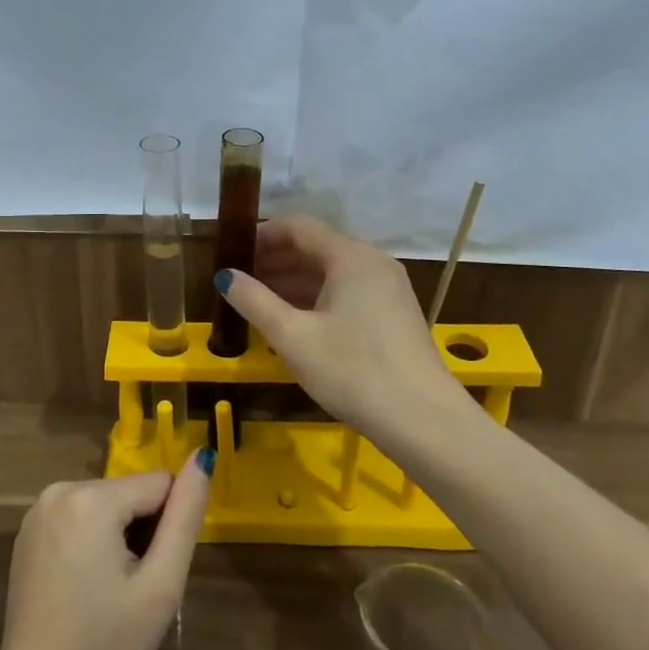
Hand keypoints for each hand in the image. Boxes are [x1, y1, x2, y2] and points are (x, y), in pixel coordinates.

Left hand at [0, 457, 211, 649]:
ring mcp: (38, 510)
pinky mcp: (27, 531)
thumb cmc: (108, 647)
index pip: (158, 484)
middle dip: (141, 530)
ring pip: (106, 503)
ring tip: (110, 591)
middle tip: (133, 589)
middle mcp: (58, 490)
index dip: (168, 527)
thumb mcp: (161, 584)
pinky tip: (85, 587)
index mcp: (90, 498)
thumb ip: (185, 515)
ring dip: (118, 535)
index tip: (154, 573)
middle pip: (129, 493)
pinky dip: (92, 540)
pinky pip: (79, 516)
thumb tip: (203, 456)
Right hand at [217, 215, 470, 447]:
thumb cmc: (352, 371)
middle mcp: (372, 263)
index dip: (262, 235)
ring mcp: (388, 289)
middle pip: (316, 248)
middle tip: (240, 280)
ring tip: (258, 303)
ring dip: (294, 282)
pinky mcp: (393, 314)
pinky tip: (294, 323)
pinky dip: (317, 299)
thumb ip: (255, 301)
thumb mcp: (293, 337)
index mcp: (351, 257)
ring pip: (332, 273)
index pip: (299, 227)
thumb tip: (225, 276)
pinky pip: (347, 292)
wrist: (423, 422)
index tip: (232, 252)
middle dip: (275, 260)